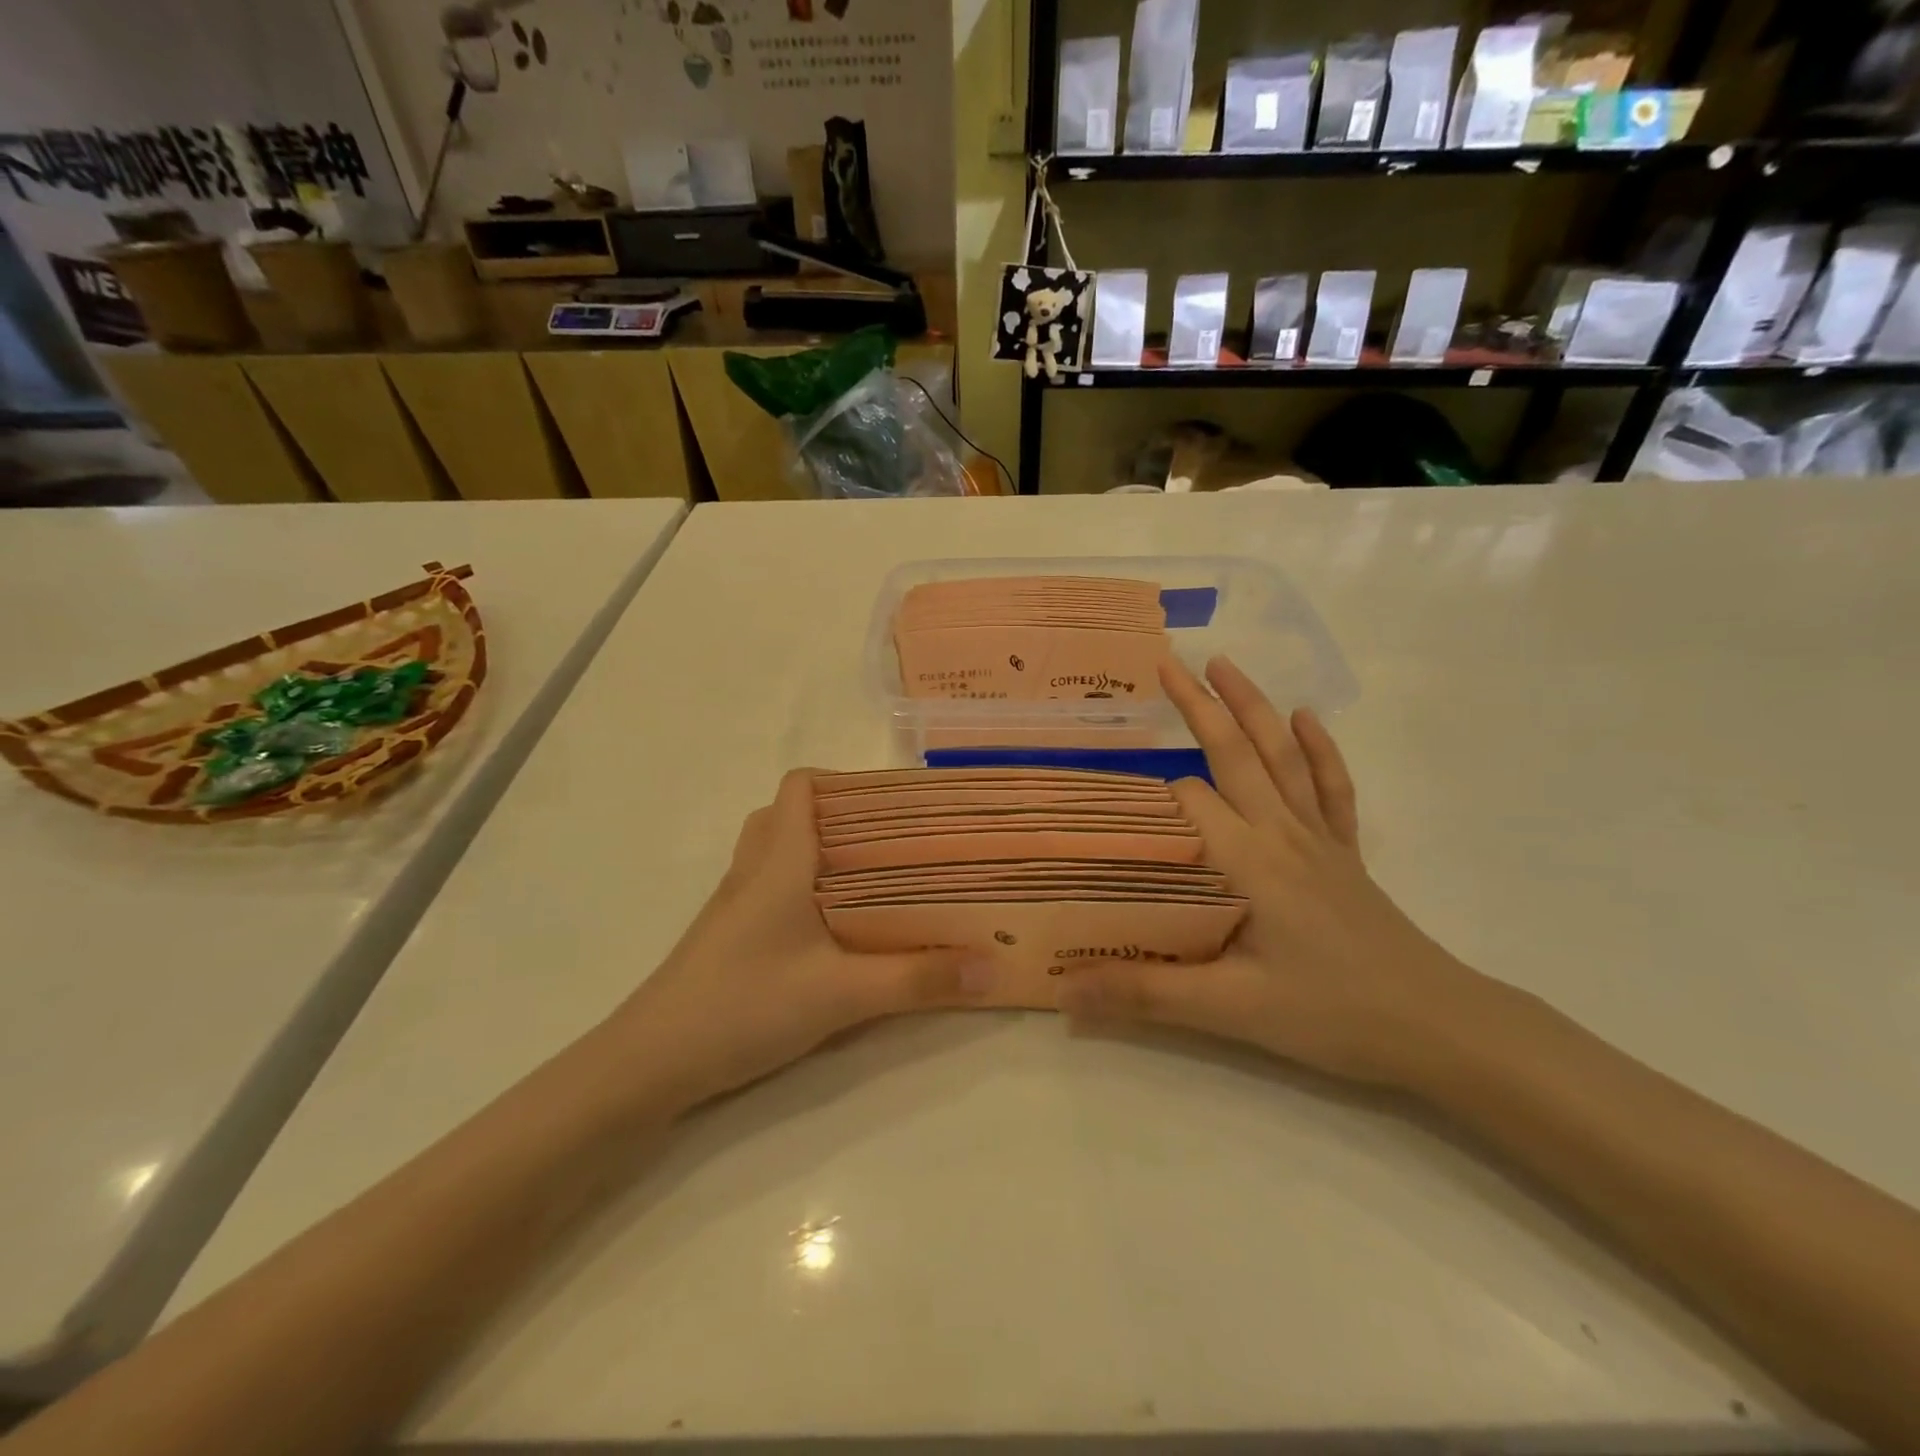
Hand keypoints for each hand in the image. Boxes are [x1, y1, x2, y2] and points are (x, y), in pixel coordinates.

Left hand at [603, 770, 976, 1109]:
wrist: (650, 1063)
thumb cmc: (745, 1005)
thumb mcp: (842, 994)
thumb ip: (917, 980)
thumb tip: (991, 965)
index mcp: (780, 861)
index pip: (800, 785)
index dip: (844, 780)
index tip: (892, 804)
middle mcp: (753, 870)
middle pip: (789, 813)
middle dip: (839, 816)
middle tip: (890, 842)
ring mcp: (733, 904)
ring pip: (774, 850)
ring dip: (815, 851)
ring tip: (867, 878)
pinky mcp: (726, 936)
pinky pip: (766, 887)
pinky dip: (798, 887)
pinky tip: (829, 928)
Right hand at [1057, 655, 1493, 1088]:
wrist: (1435, 1026)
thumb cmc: (1330, 1014)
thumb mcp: (1230, 1010)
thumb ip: (1145, 993)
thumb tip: (1065, 992)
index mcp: (1248, 861)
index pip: (1187, 802)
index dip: (1148, 794)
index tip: (1110, 787)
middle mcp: (1281, 833)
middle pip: (1235, 753)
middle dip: (1198, 706)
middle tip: (1167, 665)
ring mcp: (1318, 838)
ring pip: (1281, 756)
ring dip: (1252, 706)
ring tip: (1224, 664)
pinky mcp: (1344, 852)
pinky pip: (1331, 787)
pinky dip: (1319, 749)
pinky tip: (1306, 717)